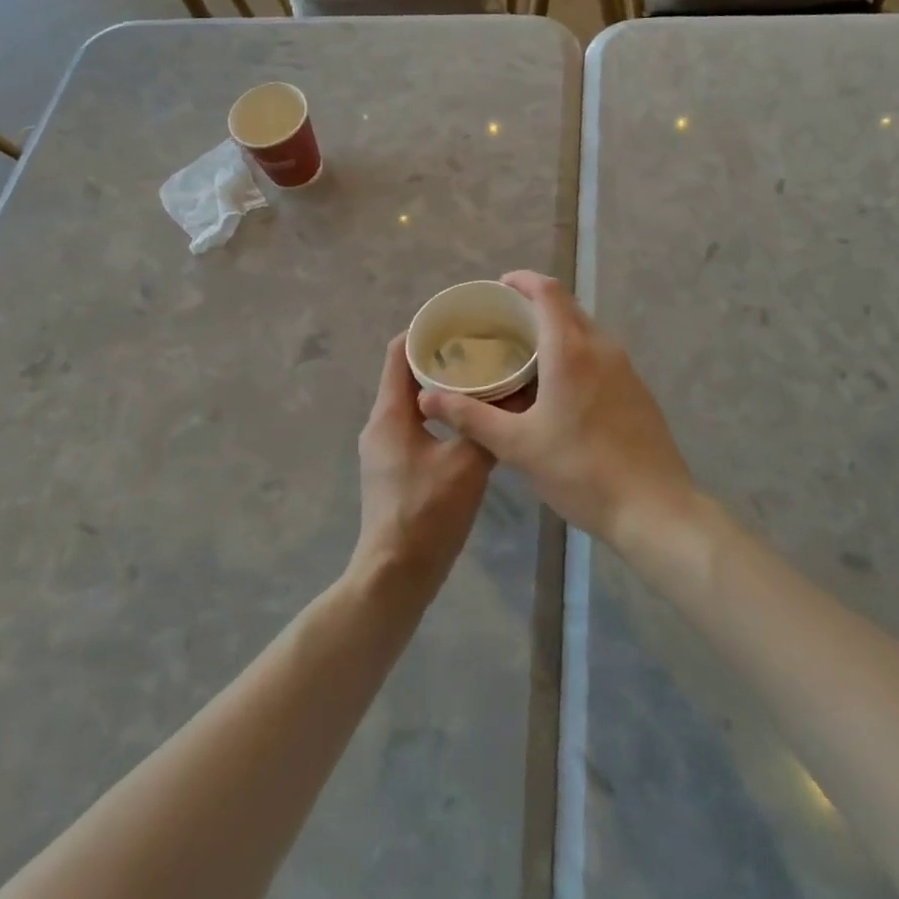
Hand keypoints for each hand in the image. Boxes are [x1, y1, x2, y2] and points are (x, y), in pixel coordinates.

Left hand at [350, 335, 494, 599]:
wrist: (394, 577)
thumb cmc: (426, 515)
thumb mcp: (466, 466)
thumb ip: (488, 427)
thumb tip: (516, 394)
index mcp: (389, 414)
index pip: (399, 352)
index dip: (424, 331)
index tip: (459, 320)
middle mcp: (381, 424)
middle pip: (406, 374)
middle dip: (441, 357)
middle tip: (482, 346)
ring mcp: (385, 448)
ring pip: (413, 402)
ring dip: (443, 387)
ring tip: (483, 377)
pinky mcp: (395, 469)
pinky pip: (417, 426)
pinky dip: (441, 414)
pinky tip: (473, 420)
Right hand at [416, 272, 697, 552]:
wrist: (655, 508)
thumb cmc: (581, 471)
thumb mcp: (518, 447)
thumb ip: (471, 417)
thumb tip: (427, 397)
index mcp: (571, 350)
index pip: (548, 292)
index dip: (522, 280)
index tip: (498, 288)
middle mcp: (601, 347)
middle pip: (567, 306)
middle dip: (535, 304)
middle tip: (502, 323)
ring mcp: (625, 367)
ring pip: (585, 330)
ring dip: (556, 329)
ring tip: (524, 353)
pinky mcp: (637, 388)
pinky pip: (599, 353)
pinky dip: (575, 351)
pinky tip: (558, 386)